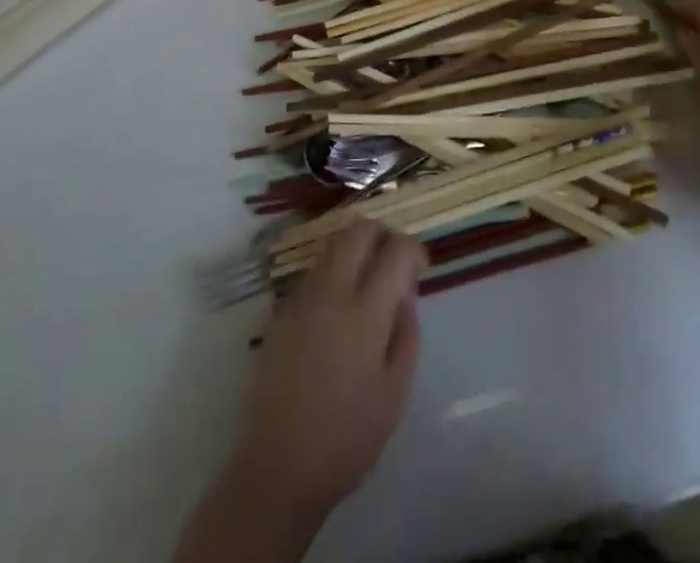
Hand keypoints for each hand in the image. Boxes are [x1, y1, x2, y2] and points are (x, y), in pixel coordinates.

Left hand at [228, 221, 427, 522]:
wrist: (277, 470)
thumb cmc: (347, 438)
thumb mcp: (395, 392)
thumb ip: (407, 333)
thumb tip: (405, 295)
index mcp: (365, 312)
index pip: (396, 250)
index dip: (414, 250)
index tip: (422, 268)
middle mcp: (331, 293)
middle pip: (359, 230)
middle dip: (383, 235)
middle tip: (394, 262)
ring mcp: (301, 299)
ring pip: (332, 245)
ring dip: (356, 249)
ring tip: (368, 281)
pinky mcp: (280, 313)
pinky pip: (313, 272)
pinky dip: (334, 272)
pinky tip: (338, 308)